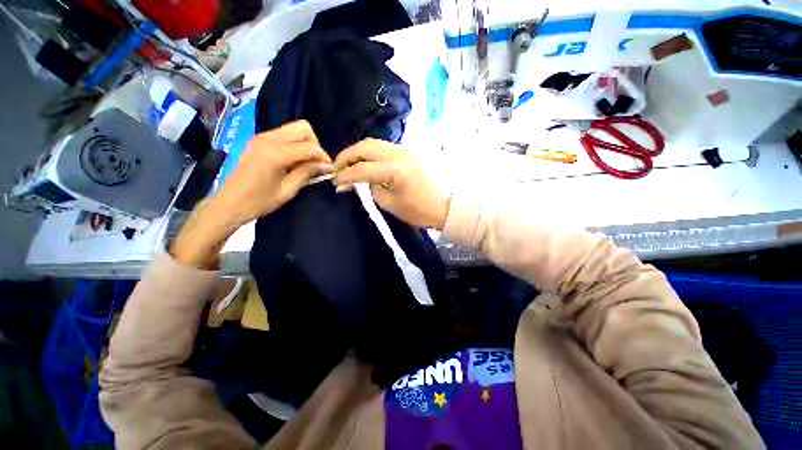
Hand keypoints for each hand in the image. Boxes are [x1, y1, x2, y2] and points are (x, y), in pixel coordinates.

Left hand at [172, 120, 331, 267]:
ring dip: (305, 143)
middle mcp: (268, 139)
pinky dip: (294, 144)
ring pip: (294, 128)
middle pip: (303, 128)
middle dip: (315, 145)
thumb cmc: (259, 201)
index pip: (309, 147)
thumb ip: (307, 173)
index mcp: (275, 153)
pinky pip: (284, 134)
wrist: (229, 203)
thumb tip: (327, 166)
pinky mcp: (259, 140)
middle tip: (316, 163)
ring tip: (306, 163)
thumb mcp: (288, 190)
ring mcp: (262, 137)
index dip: (323, 157)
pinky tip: (294, 160)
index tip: (329, 169)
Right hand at [333, 138, 449, 228]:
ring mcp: (405, 150)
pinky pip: (383, 147)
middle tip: (337, 168)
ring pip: (374, 143)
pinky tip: (364, 161)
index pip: (362, 169)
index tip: (335, 182)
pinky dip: (370, 152)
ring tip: (348, 164)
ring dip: (358, 152)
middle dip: (347, 156)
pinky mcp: (408, 151)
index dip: (345, 175)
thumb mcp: (388, 203)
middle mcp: (399, 154)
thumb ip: (370, 186)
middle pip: (365, 147)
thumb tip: (356, 178)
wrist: (441, 206)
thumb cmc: (416, 210)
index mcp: (395, 170)